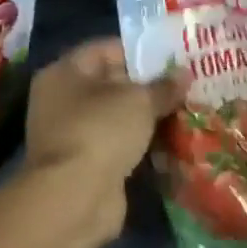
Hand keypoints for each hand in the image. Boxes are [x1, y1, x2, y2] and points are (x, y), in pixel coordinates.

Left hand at [22, 39, 178, 237]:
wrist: (75, 198)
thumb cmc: (101, 131)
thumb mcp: (139, 100)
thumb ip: (162, 86)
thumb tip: (184, 74)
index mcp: (64, 72)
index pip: (104, 49)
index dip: (139, 51)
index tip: (173, 57)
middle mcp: (61, 99)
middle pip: (110, 83)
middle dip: (147, 86)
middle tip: (185, 85)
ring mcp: (71, 134)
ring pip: (115, 116)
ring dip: (145, 117)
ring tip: (184, 111)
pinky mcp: (84, 164)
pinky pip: (117, 144)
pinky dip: (139, 143)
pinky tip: (170, 141)